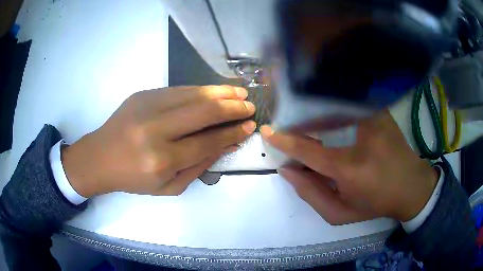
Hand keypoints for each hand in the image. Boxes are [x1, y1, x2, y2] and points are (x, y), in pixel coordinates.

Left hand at [62, 86, 255, 196]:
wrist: (100, 157)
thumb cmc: (133, 179)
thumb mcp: (169, 187)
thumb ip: (199, 166)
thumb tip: (225, 144)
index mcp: (162, 160)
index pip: (207, 142)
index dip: (232, 133)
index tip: (249, 126)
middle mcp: (155, 130)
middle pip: (203, 112)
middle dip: (232, 108)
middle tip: (250, 106)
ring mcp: (147, 106)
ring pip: (193, 94)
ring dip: (220, 92)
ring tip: (239, 93)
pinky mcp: (143, 94)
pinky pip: (179, 89)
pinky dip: (201, 90)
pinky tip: (214, 91)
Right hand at [261, 111, 437, 223]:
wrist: (411, 186)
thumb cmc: (376, 203)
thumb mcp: (340, 212)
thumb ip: (311, 194)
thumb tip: (288, 170)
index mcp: (350, 169)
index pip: (309, 150)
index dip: (285, 141)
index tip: (268, 132)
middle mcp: (361, 138)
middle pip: (319, 121)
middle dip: (299, 123)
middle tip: (289, 127)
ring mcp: (373, 119)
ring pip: (334, 105)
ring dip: (315, 110)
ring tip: (306, 117)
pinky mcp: (380, 111)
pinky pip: (349, 101)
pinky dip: (334, 103)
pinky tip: (328, 109)